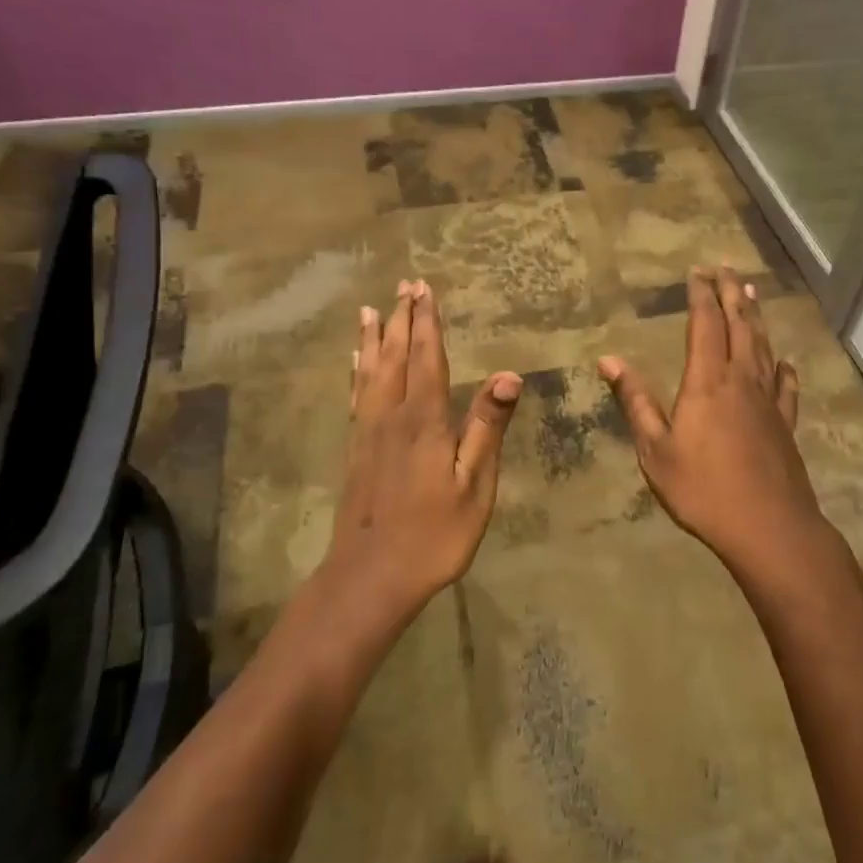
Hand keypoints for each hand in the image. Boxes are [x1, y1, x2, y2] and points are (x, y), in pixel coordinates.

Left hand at [322, 279, 521, 613]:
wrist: (369, 577)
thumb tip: (508, 375)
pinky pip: (356, 395)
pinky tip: (355, 363)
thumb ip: (486, 428)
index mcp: (424, 421)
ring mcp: (368, 432)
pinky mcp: (355, 449)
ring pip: (370, 372)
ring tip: (370, 310)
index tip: (424, 289)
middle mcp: (391, 416)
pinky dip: (357, 370)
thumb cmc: (434, 535)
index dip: (427, 323)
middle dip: (400, 319)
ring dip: (373, 338)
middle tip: (403, 285)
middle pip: (395, 357)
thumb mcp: (474, 485)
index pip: (427, 358)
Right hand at [598, 267, 830, 575]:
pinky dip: (784, 369)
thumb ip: (636, 401)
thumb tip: (608, 360)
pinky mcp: (786, 424)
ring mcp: (769, 401)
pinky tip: (785, 362)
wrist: (768, 527)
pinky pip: (786, 387)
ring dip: (756, 318)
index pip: (705, 325)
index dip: (701, 296)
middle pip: (740, 326)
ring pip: (764, 348)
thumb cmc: (703, 489)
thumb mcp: (656, 449)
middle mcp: (742, 380)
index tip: (698, 272)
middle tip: (727, 268)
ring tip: (752, 295)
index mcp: (708, 381)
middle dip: (732, 294)